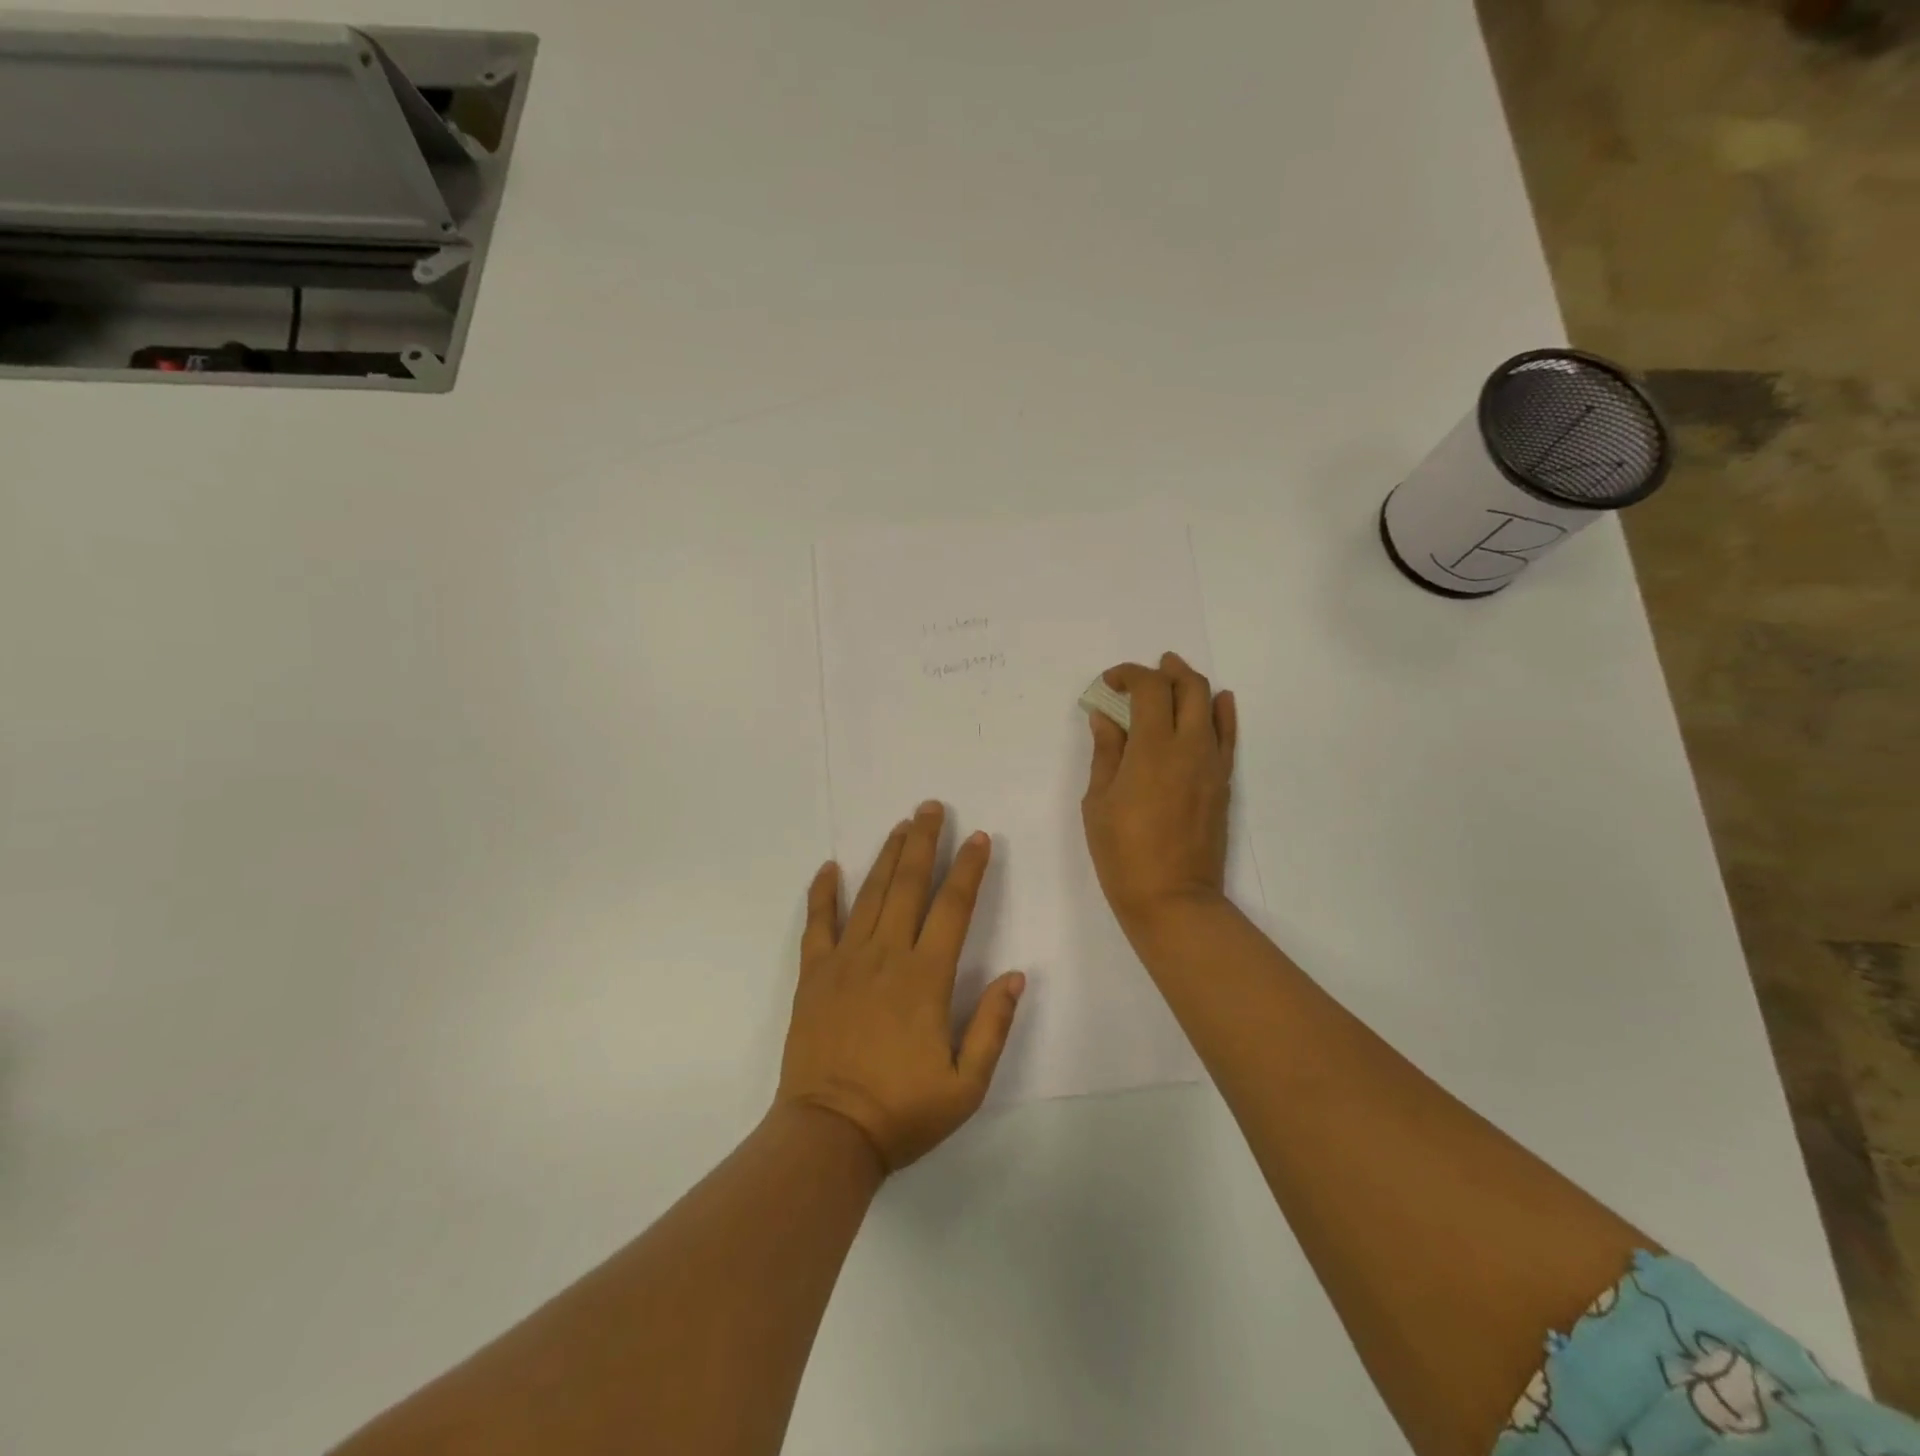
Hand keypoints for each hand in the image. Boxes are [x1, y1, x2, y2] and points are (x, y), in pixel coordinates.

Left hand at [777, 802, 1025, 1172]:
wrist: (829, 1135)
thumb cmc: (902, 1111)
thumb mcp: (966, 1084)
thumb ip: (992, 1026)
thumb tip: (1016, 975)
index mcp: (926, 977)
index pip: (953, 908)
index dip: (968, 869)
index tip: (978, 837)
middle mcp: (886, 956)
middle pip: (907, 886)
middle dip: (923, 842)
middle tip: (930, 807)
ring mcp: (845, 961)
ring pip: (868, 895)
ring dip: (886, 856)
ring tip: (899, 826)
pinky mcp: (813, 975)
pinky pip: (817, 924)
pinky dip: (822, 893)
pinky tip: (828, 868)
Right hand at [1081, 652, 1237, 940]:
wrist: (1173, 898)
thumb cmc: (1123, 852)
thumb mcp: (1099, 800)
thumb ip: (1106, 752)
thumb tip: (1106, 718)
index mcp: (1153, 747)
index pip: (1149, 688)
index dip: (1128, 674)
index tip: (1109, 683)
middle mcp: (1190, 746)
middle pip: (1188, 686)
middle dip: (1165, 671)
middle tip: (1143, 674)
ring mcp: (1212, 764)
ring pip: (1211, 705)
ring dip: (1191, 685)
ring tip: (1173, 679)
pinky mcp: (1223, 782)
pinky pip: (1228, 736)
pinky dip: (1222, 712)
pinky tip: (1217, 703)